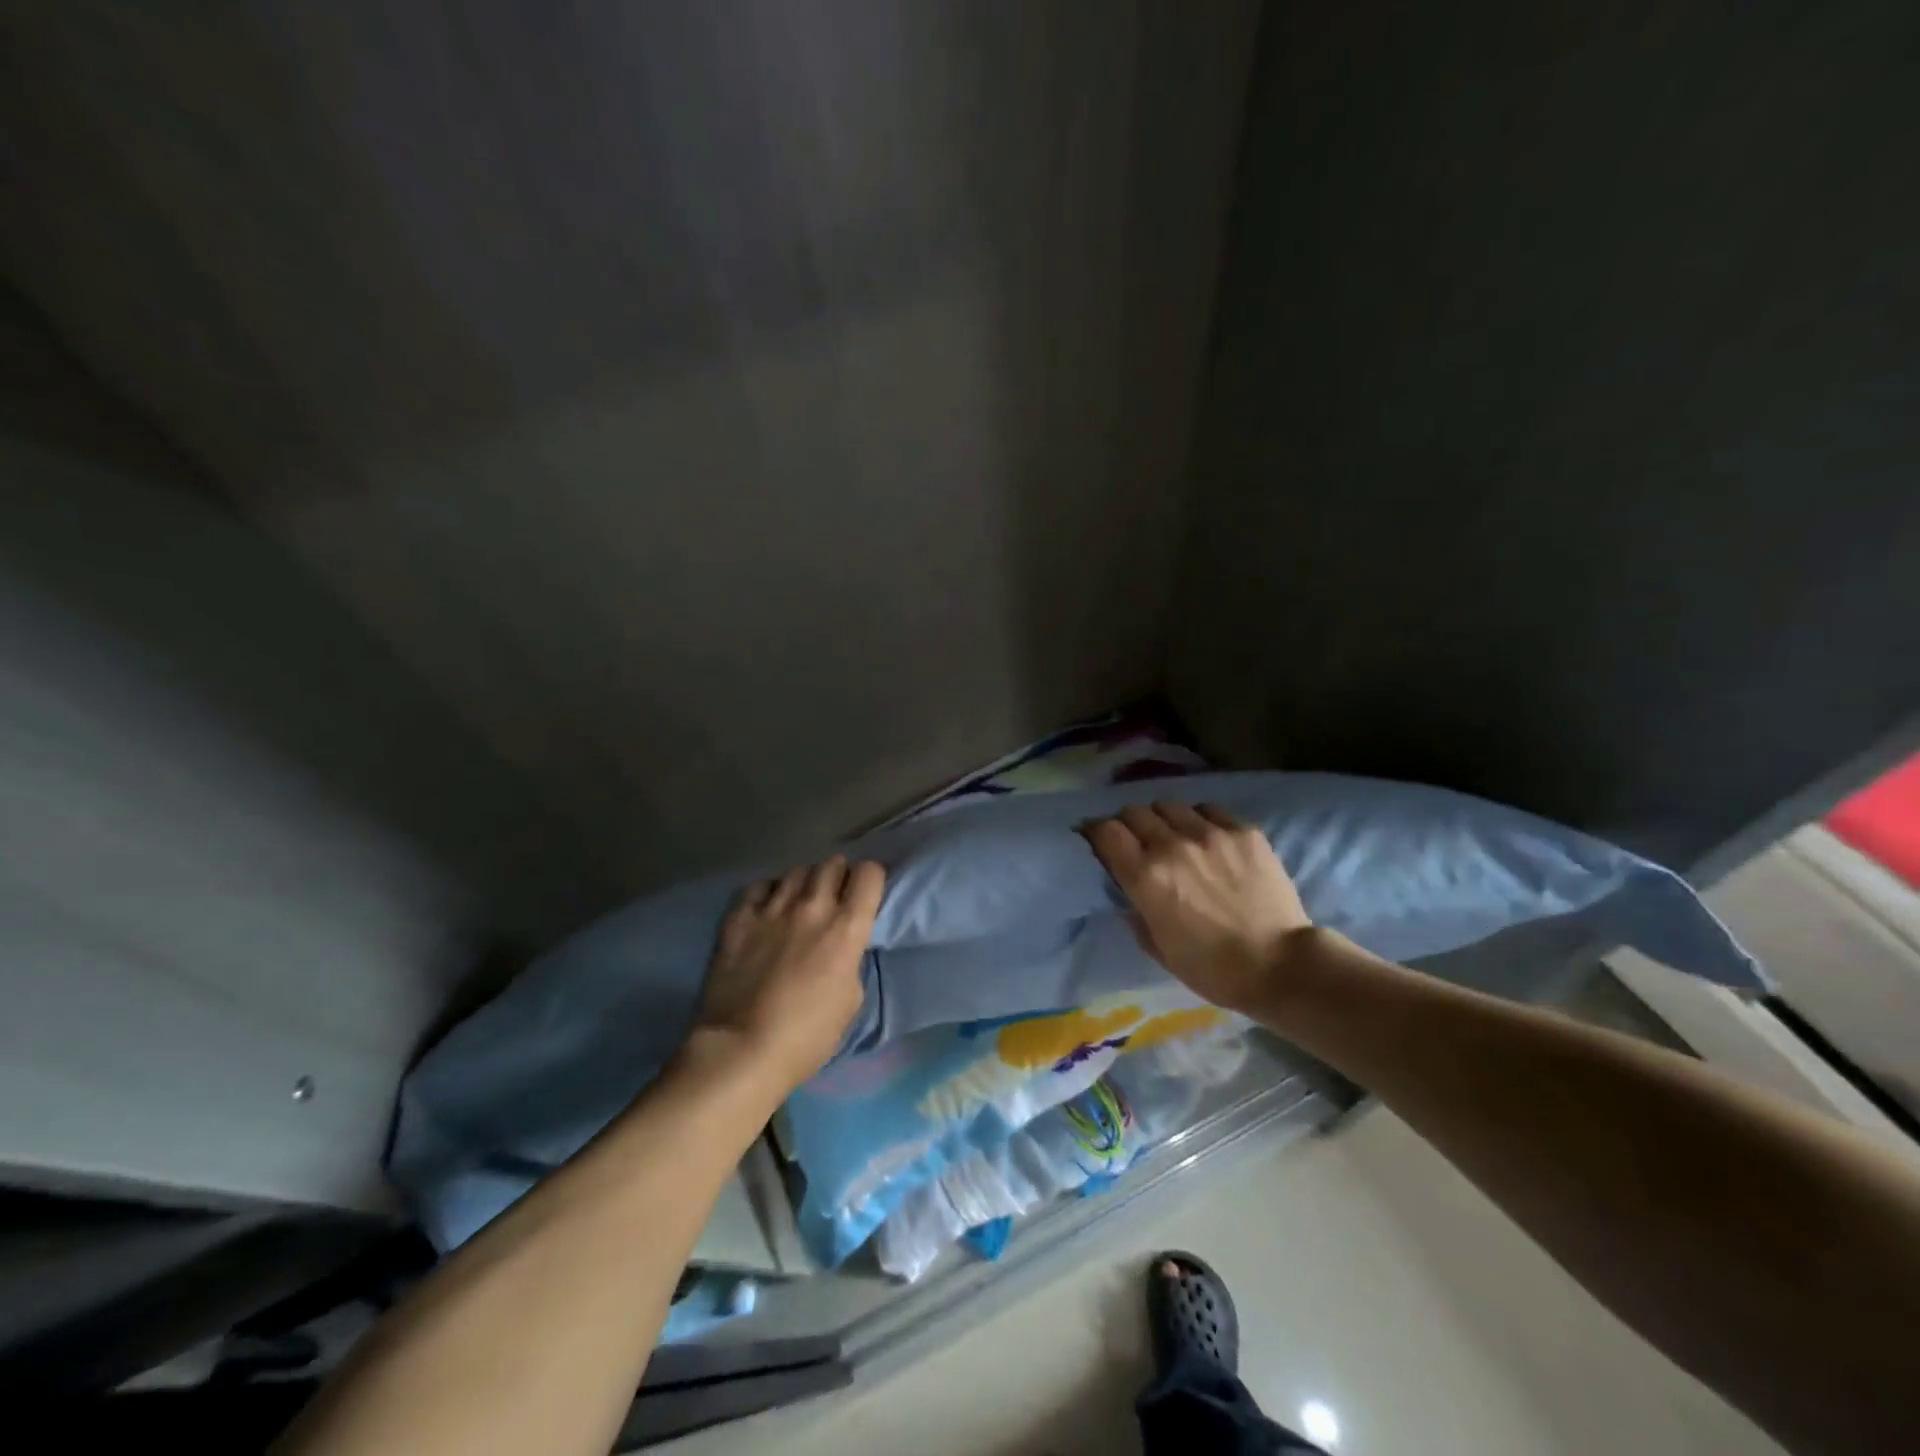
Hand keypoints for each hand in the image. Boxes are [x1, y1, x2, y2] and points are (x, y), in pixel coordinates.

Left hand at [692, 855, 884, 1091]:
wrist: (742, 1050)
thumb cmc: (807, 1036)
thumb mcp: (850, 999)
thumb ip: (850, 959)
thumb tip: (841, 946)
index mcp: (846, 928)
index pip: (869, 874)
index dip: (870, 879)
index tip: (865, 895)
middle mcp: (812, 907)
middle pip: (832, 863)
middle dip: (837, 876)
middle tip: (833, 897)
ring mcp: (772, 909)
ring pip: (796, 871)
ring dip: (804, 883)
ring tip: (799, 903)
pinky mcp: (738, 918)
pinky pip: (759, 886)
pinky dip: (768, 893)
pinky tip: (767, 911)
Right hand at [1078, 802, 1311, 1014]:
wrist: (1281, 965)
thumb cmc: (1213, 968)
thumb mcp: (1158, 948)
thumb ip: (1135, 912)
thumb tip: (1128, 892)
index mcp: (1145, 877)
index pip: (1105, 831)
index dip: (1094, 831)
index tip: (1095, 839)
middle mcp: (1172, 845)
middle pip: (1134, 811)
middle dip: (1127, 823)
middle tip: (1134, 839)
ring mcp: (1210, 833)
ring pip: (1170, 804)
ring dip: (1162, 818)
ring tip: (1172, 834)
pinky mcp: (1243, 831)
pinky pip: (1209, 810)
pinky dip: (1198, 819)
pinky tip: (1206, 836)